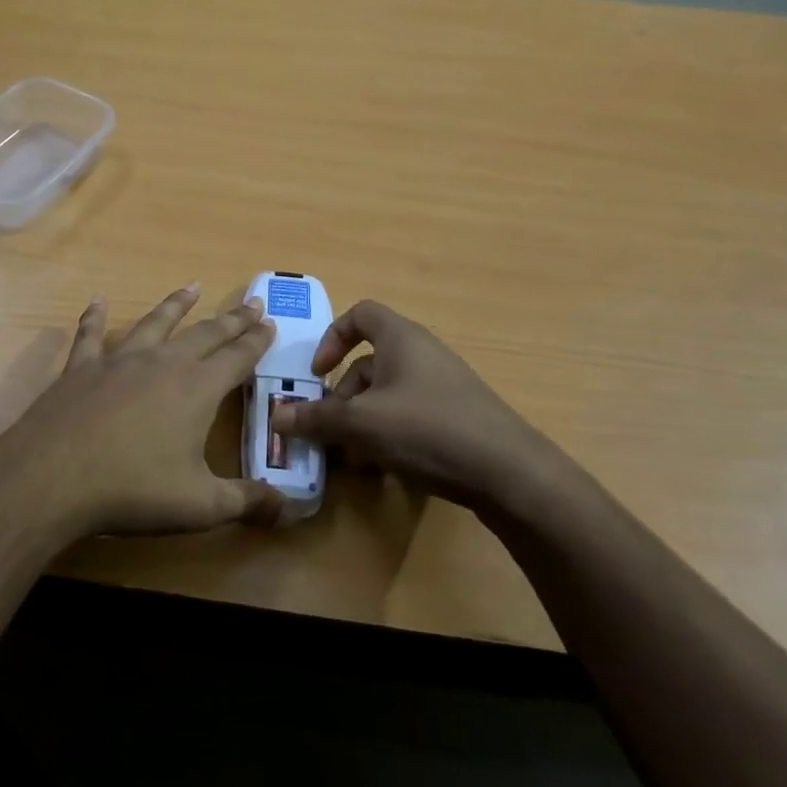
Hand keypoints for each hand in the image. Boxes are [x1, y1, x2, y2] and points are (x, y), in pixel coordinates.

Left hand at [0, 283, 282, 542]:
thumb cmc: (133, 490)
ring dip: (176, 305)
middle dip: (231, 319)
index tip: (271, 322)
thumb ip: (247, 503)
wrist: (53, 477)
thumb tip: (290, 509)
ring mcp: (119, 361)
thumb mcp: (200, 506)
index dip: (257, 341)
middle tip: (251, 302)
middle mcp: (162, 364)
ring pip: (155, 324)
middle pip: (205, 334)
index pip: (237, 358)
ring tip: (192, 287)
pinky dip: (95, 318)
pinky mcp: (81, 368)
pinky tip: (97, 302)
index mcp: (197, 389)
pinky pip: (90, 335)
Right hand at [268, 299, 575, 513]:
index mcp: (400, 339)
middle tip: (328, 431)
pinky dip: (389, 435)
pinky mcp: (457, 416)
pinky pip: (410, 416)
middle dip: (342, 398)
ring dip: (362, 422)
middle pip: (368, 363)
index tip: (317, 373)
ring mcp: (443, 386)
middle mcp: (422, 354)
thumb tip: (277, 418)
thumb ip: (316, 419)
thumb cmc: (427, 429)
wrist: (509, 472)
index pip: (360, 314)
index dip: (332, 337)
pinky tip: (385, 470)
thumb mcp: (362, 424)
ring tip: (354, 459)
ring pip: (387, 395)